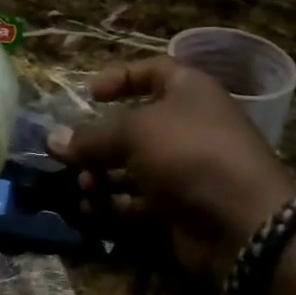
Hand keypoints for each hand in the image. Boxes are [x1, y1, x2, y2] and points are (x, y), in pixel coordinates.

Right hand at [47, 57, 295, 283]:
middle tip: (66, 154)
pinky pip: (140, 200)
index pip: (152, 71)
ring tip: (81, 186)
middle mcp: (189, 125)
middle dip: (98, 140)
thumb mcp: (134, 133)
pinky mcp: (181, 207)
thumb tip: (52, 140)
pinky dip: (115, 205)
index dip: (120, 77)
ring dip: (101, 175)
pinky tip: (91, 210)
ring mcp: (186, 169)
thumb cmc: (189, 153)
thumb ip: (91, 137)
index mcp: (189, 91)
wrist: (243, 224)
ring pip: (133, 166)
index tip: (89, 94)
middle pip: (134, 124)